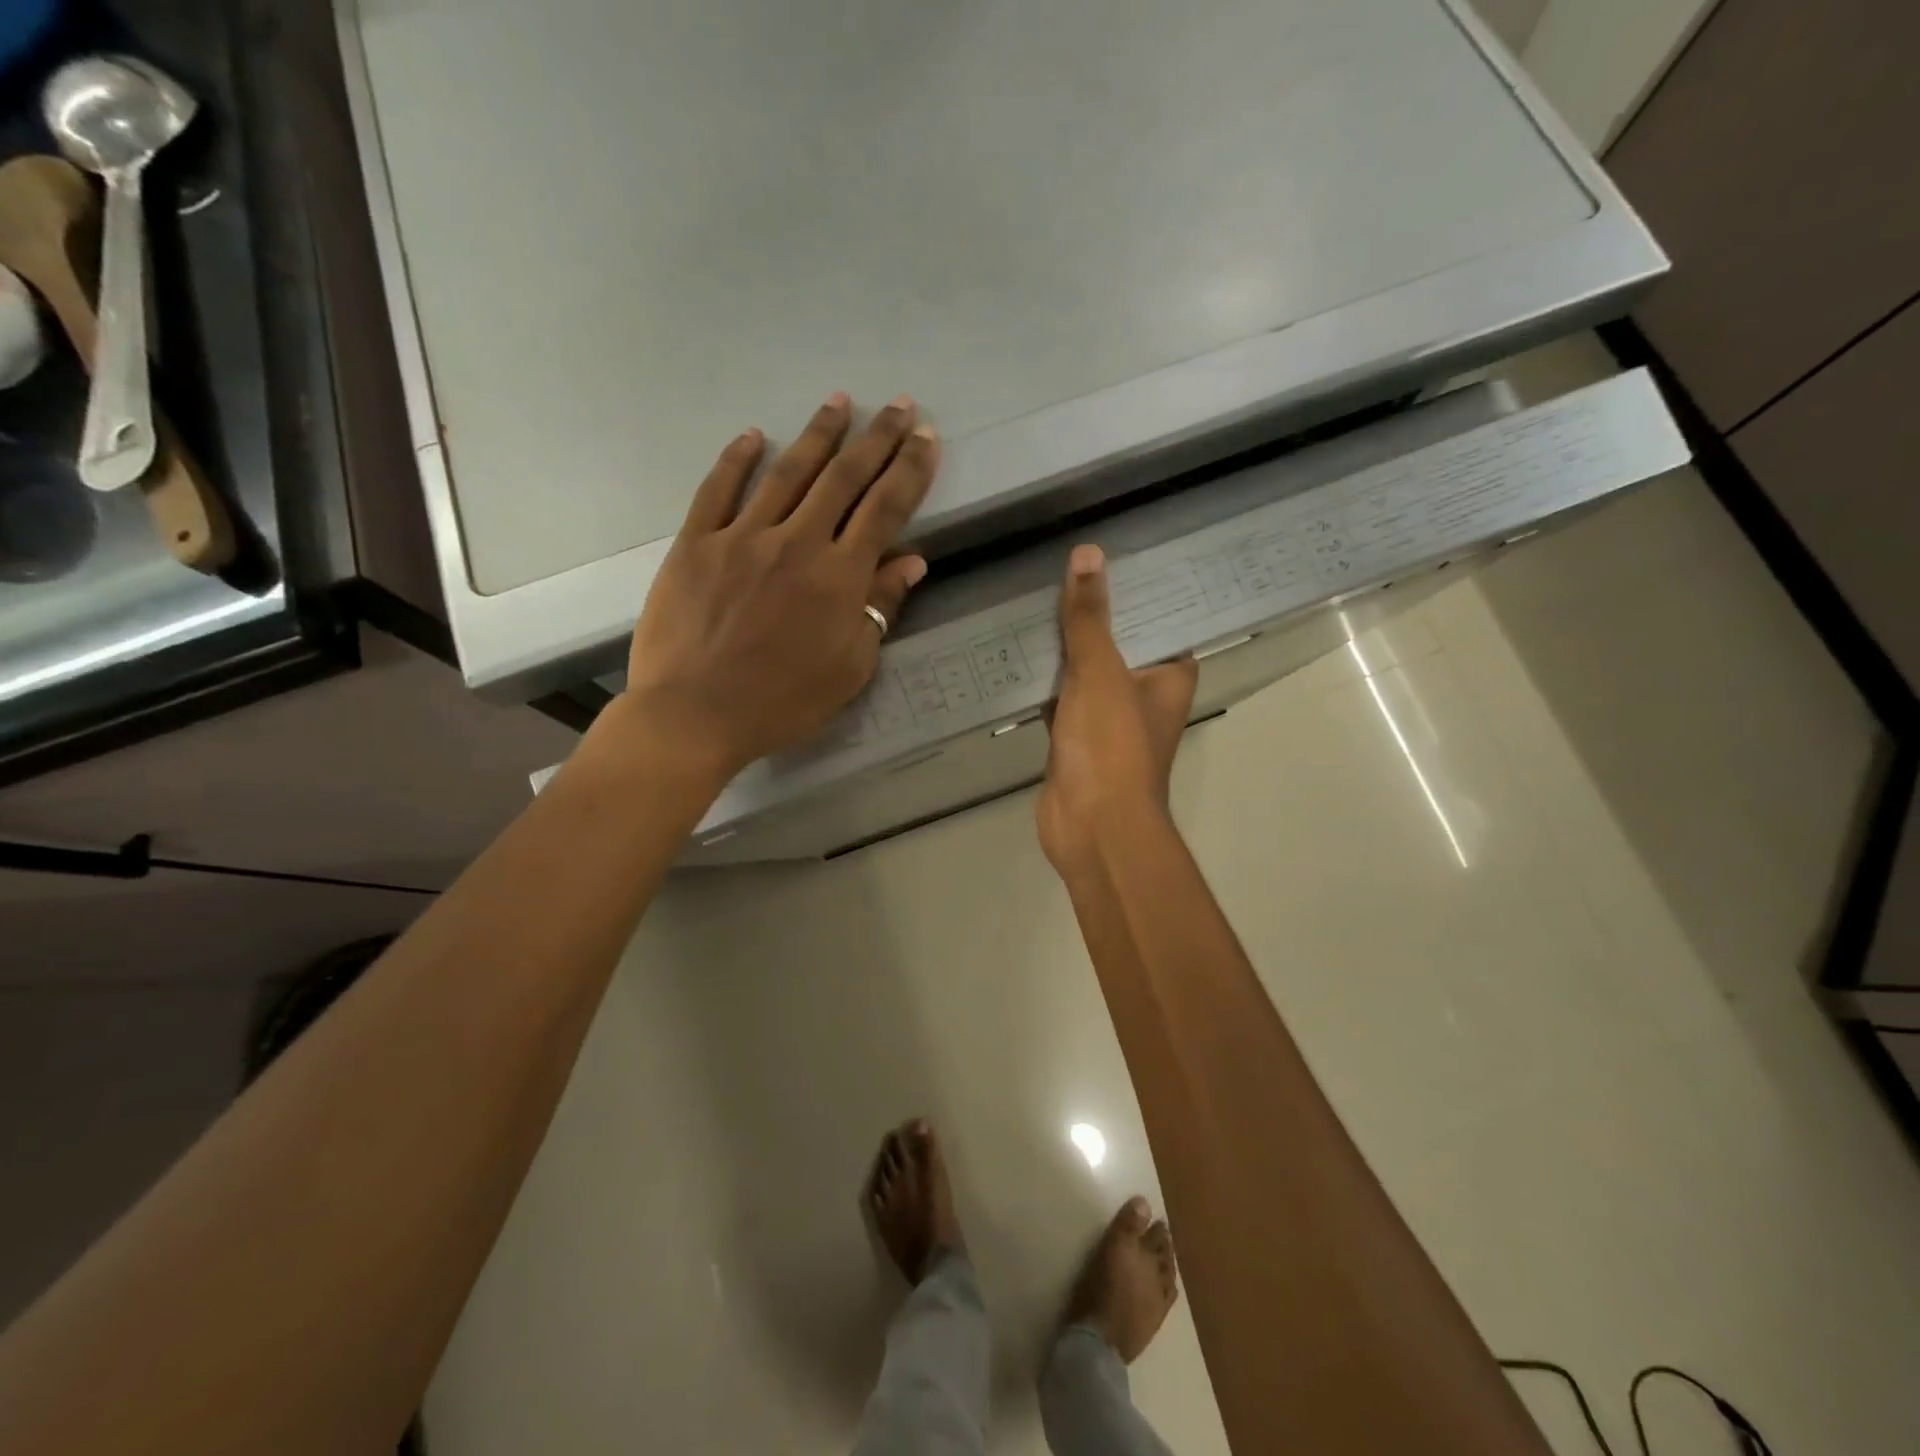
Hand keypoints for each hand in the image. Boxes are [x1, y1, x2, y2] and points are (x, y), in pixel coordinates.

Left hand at [620, 392, 939, 782]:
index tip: (927, 438)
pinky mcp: (696, 543)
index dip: (910, 469)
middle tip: (899, 405)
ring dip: (819, 433)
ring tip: (841, 401)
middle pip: (844, 477)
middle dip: (877, 437)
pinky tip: (754, 435)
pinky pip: (718, 489)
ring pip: (788, 472)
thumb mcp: (849, 668)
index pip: (885, 509)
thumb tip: (911, 562)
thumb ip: (879, 609)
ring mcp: (742, 537)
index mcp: (840, 577)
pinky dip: (737, 459)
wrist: (695, 715)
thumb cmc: (783, 703)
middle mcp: (797, 542)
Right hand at [1038, 545, 1197, 875]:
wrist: (1092, 826)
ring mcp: (1109, 719)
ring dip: (1064, 647)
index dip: (1140, 589)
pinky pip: (1060, 698)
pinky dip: (1042, 682)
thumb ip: (1090, 617)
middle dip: (1093, 613)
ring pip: (1085, 672)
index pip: (1161, 620)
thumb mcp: (1100, 671)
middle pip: (1119, 643)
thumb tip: (1088, 554)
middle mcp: (1144, 694)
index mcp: (1169, 676)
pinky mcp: (1076, 739)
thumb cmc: (1111, 745)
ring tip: (1035, 597)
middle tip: (1063, 566)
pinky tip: (1017, 652)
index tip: (1114, 553)